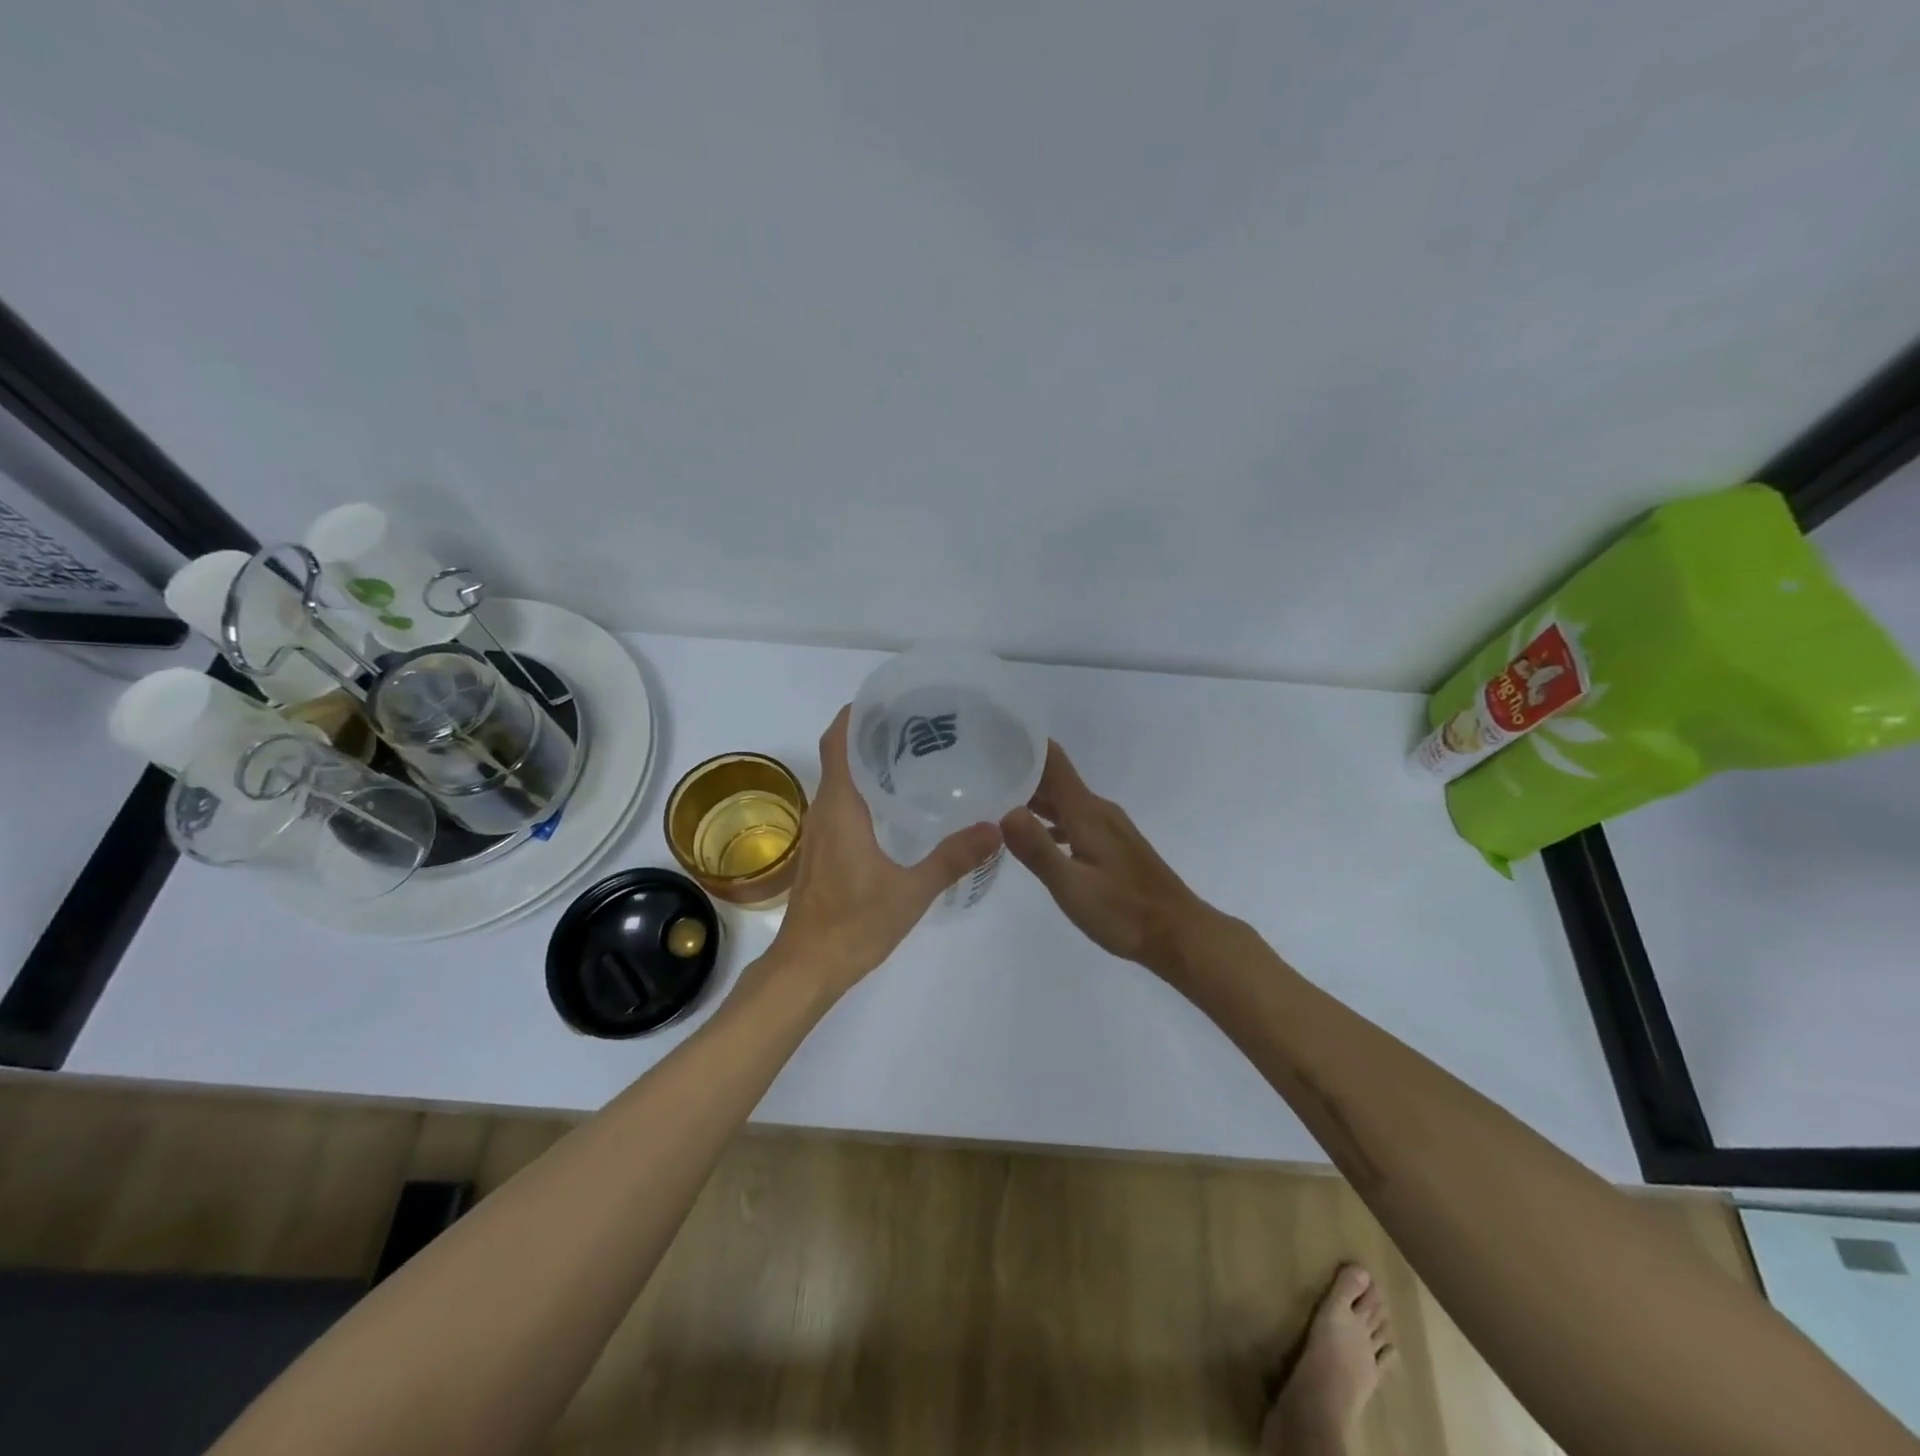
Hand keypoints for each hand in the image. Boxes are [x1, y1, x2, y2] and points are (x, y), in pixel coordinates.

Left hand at [767, 705, 1001, 999]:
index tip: (888, 700)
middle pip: (840, 755)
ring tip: (913, 757)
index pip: (838, 742)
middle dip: (871, 734)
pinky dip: (864, 791)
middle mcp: (824, 811)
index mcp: (840, 808)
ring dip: (867, 763)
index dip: (855, 714)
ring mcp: (820, 833)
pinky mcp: (823, 851)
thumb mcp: (912, 891)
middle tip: (918, 726)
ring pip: (839, 781)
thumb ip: (953, 858)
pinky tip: (897, 806)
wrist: (807, 968)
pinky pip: (841, 805)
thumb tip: (994, 828)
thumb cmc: (853, 924)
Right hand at [1000, 741, 1213, 977]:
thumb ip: (1038, 849)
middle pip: (1055, 779)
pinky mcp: (1113, 846)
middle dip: (1020, 770)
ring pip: (1064, 801)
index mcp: (1087, 813)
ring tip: (995, 798)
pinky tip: (1033, 834)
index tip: (992, 736)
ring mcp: (1108, 828)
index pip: (1053, 761)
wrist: (1178, 934)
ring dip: (1033, 797)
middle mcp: (1098, 811)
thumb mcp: (1073, 887)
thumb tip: (1005, 811)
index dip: (1025, 744)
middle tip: (979, 769)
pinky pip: (1073, 819)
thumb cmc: (1124, 912)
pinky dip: (1050, 819)